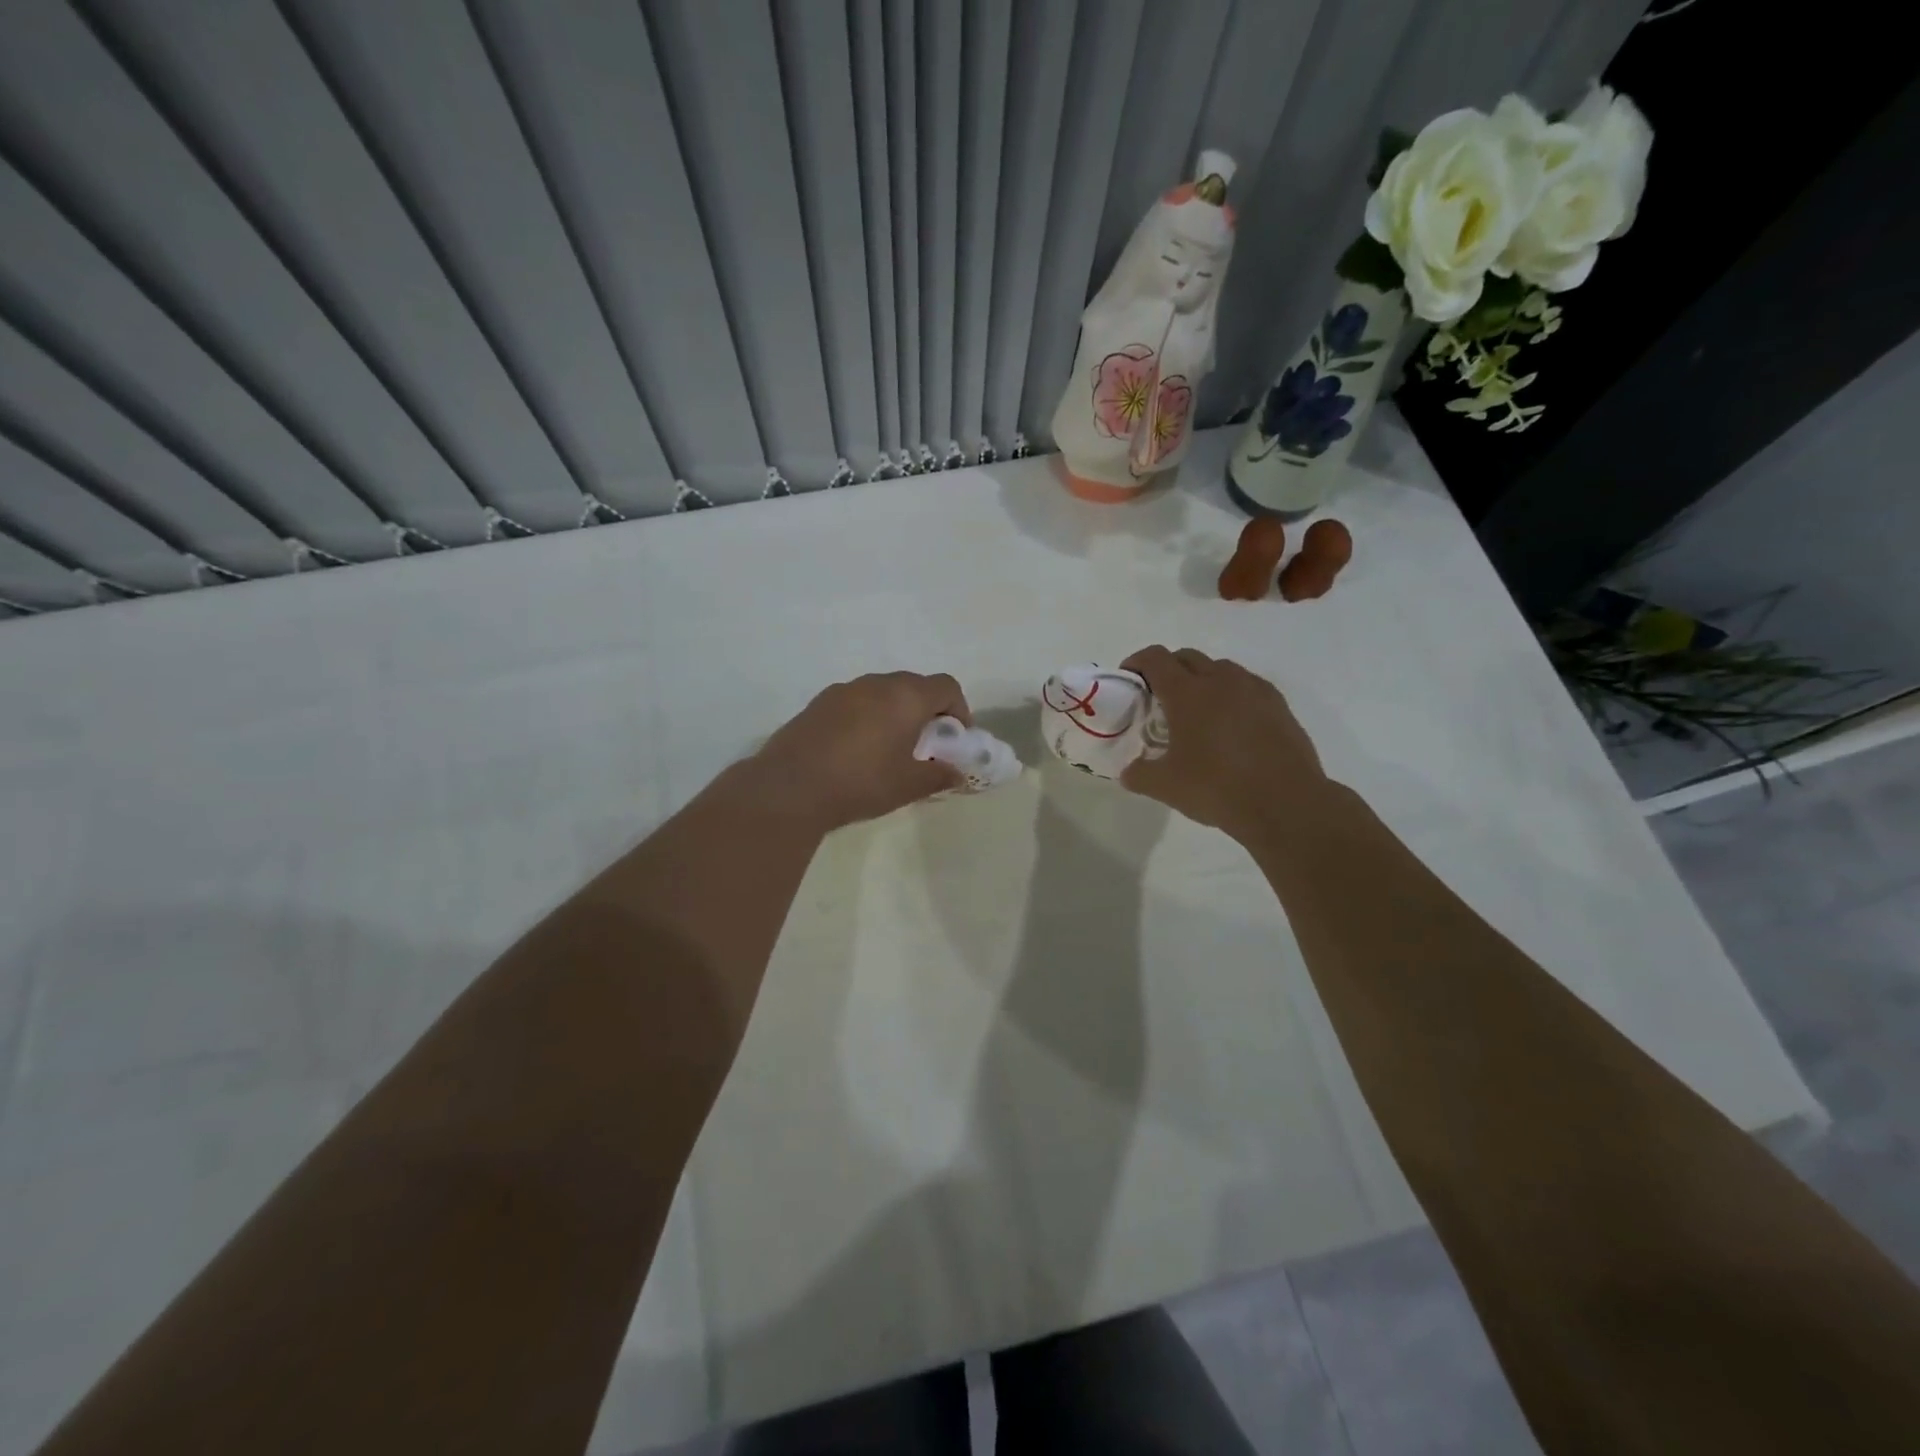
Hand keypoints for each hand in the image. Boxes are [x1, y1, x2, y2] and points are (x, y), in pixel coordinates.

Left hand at [744, 672, 972, 830]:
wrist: (790, 787)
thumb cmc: (861, 782)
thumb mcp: (908, 785)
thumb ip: (939, 775)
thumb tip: (956, 772)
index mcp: (906, 696)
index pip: (946, 686)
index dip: (959, 708)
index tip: (955, 737)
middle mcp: (876, 683)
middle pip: (914, 685)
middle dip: (927, 710)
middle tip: (926, 744)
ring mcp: (843, 690)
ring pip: (882, 692)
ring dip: (895, 711)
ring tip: (889, 748)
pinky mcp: (818, 703)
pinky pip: (855, 701)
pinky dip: (867, 716)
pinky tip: (856, 750)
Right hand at [1118, 646, 1326, 840]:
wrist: (1285, 803)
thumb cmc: (1217, 788)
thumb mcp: (1166, 786)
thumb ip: (1139, 774)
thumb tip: (1128, 772)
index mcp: (1187, 693)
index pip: (1156, 659)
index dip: (1137, 662)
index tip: (1129, 677)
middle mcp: (1221, 681)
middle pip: (1188, 657)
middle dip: (1169, 668)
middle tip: (1159, 695)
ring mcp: (1254, 690)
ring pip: (1221, 668)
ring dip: (1202, 679)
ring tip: (1197, 709)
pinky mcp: (1279, 705)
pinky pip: (1248, 686)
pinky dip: (1232, 694)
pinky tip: (1231, 723)